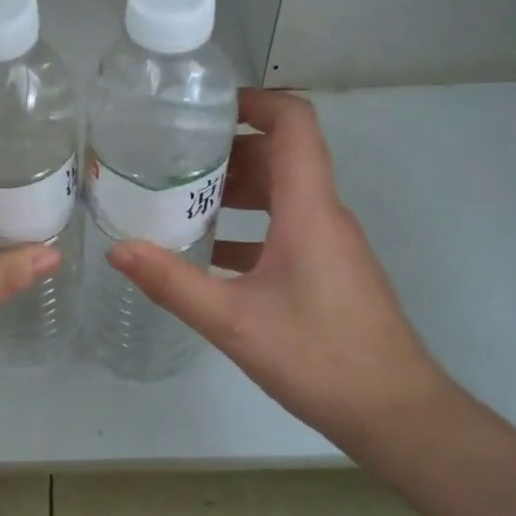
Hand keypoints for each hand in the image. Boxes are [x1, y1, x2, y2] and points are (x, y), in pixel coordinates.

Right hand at [108, 90, 446, 442]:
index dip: (255, 100)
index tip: (205, 106)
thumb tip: (118, 249)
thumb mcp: (233, 322)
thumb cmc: (319, 357)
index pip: (294, 123)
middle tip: (172, 156)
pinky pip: (285, 227)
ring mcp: (329, 242)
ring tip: (181, 199)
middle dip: (227, 148)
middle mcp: (323, 214)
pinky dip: (248, 226)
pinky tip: (209, 253)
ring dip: (236, 188)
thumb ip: (173, 283)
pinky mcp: (329, 269)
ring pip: (281, 193)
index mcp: (308, 208)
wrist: (396, 414)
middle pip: (280, 155)